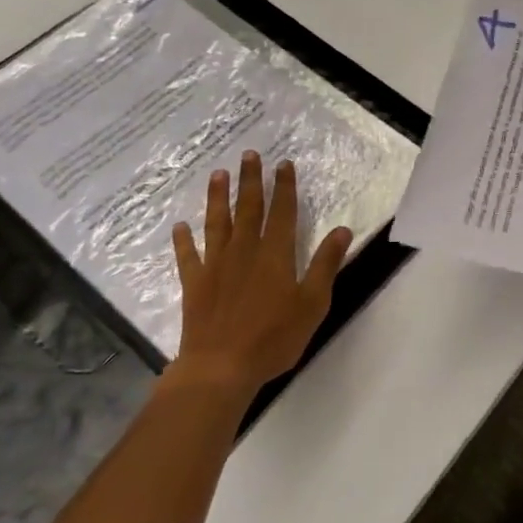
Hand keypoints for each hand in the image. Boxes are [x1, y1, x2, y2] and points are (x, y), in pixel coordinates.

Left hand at [167, 152, 352, 403]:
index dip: (284, 187)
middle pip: (248, 208)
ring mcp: (215, 265)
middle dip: (250, 180)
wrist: (221, 367)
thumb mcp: (313, 303)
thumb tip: (342, 230)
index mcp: (276, 254)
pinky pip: (187, 255)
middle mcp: (244, 251)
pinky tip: (180, 226)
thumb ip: (326, 265)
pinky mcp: (194, 283)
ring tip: (217, 175)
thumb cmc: (274, 337)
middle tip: (248, 155)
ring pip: (217, 223)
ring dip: (217, 197)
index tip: (283, 164)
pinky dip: (183, 240)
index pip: (282, 212)